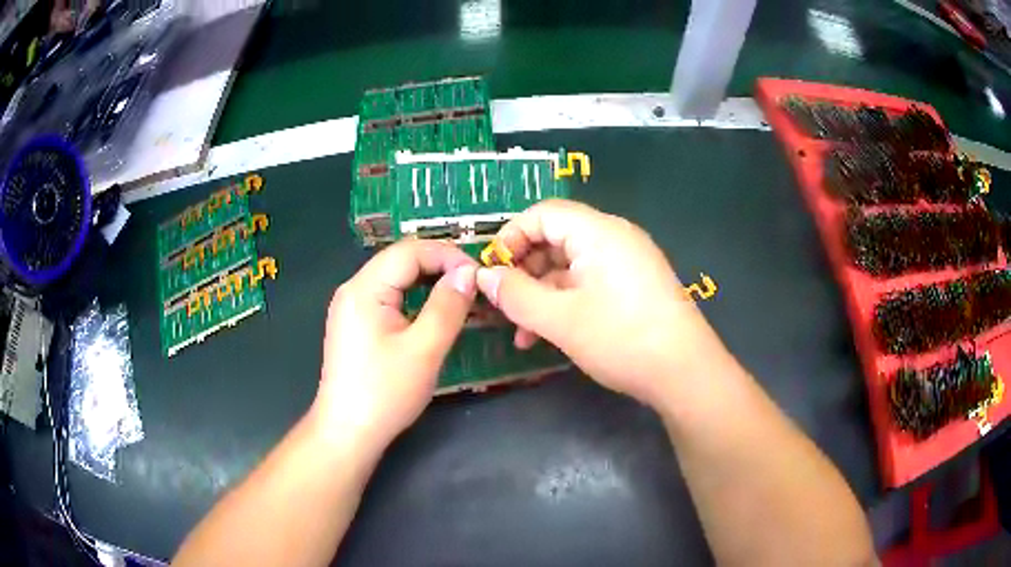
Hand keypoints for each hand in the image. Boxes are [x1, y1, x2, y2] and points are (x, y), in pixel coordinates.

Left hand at [314, 240, 476, 448]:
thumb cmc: (385, 393)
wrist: (348, 432)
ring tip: (460, 294)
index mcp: (365, 288)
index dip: (447, 255)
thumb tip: (468, 272)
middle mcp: (353, 289)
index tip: (478, 274)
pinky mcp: (355, 324)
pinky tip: (433, 310)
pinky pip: (389, 296)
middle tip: (473, 283)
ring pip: (395, 278)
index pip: (409, 251)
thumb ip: (447, 306)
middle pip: (400, 260)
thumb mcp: (424, 350)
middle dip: (439, 265)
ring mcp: (351, 307)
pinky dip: (414, 297)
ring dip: (428, 280)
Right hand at [476, 199, 728, 407]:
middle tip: (504, 306)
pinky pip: (589, 283)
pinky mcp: (634, 286)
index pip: (542, 214)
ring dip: (541, 294)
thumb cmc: (621, 339)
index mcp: (598, 232)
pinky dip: (565, 302)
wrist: (685, 373)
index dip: (510, 237)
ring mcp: (627, 262)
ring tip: (522, 332)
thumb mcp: (560, 320)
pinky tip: (548, 335)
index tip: (491, 272)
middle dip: (524, 272)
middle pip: (555, 238)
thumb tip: (483, 276)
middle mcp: (615, 237)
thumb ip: (516, 295)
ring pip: (570, 266)